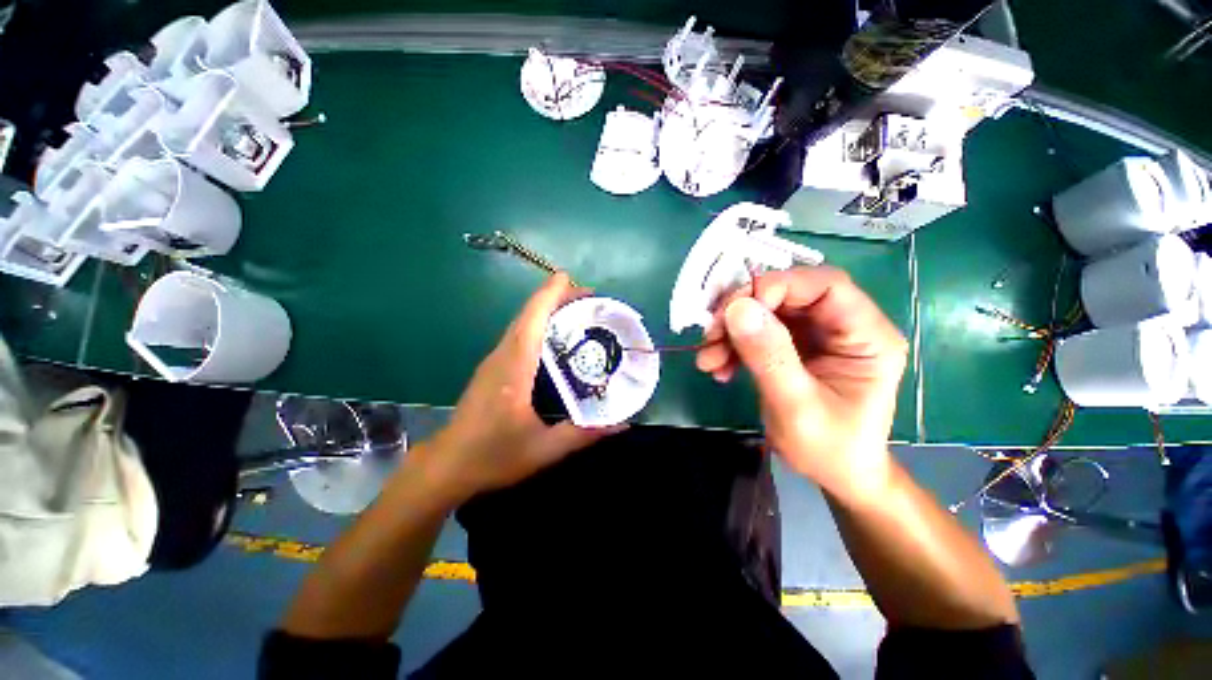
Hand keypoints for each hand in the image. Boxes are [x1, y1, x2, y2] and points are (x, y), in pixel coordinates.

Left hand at [420, 273, 621, 501]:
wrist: (447, 467)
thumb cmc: (493, 456)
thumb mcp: (544, 449)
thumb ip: (584, 434)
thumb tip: (622, 425)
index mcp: (515, 367)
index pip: (532, 319)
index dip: (550, 294)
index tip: (571, 278)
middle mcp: (502, 356)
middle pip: (528, 315)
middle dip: (555, 298)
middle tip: (588, 299)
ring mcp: (494, 362)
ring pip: (521, 324)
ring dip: (546, 311)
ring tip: (576, 312)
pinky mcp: (492, 370)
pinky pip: (517, 337)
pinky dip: (536, 326)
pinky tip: (553, 339)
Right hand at [695, 267, 907, 503]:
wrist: (833, 474)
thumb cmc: (829, 449)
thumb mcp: (796, 407)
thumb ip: (769, 357)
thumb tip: (737, 308)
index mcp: (867, 337)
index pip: (826, 286)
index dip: (778, 287)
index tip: (735, 310)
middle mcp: (842, 327)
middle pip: (788, 295)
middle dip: (743, 312)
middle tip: (711, 335)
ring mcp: (816, 335)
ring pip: (766, 311)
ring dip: (731, 331)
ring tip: (708, 359)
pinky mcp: (793, 346)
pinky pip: (757, 331)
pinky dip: (732, 345)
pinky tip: (718, 367)